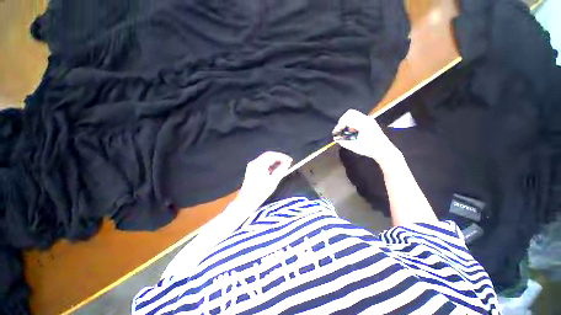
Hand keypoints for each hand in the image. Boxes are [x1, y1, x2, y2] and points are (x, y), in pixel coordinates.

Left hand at [236, 151, 292, 208]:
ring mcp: (252, 166)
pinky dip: (269, 165)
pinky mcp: (251, 170)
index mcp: (259, 164)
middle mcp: (254, 162)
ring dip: (274, 162)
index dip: (282, 156)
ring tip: (282, 167)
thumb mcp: (273, 181)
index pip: (272, 155)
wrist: (247, 201)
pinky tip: (275, 171)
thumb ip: (281, 170)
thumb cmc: (261, 192)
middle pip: (268, 155)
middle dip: (278, 158)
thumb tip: (288, 163)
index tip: (290, 160)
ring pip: (265, 159)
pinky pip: (262, 164)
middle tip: (287, 162)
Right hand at [333, 109, 400, 163]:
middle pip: (350, 113)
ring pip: (353, 114)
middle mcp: (366, 119)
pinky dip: (352, 122)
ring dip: (347, 121)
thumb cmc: (369, 149)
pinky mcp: (369, 121)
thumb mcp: (354, 147)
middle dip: (342, 121)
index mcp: (363, 125)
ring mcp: (369, 119)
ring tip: (346, 130)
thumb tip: (335, 138)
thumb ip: (344, 142)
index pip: (347, 120)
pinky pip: (357, 117)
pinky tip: (352, 130)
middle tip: (340, 129)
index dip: (339, 126)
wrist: (384, 150)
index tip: (336, 132)